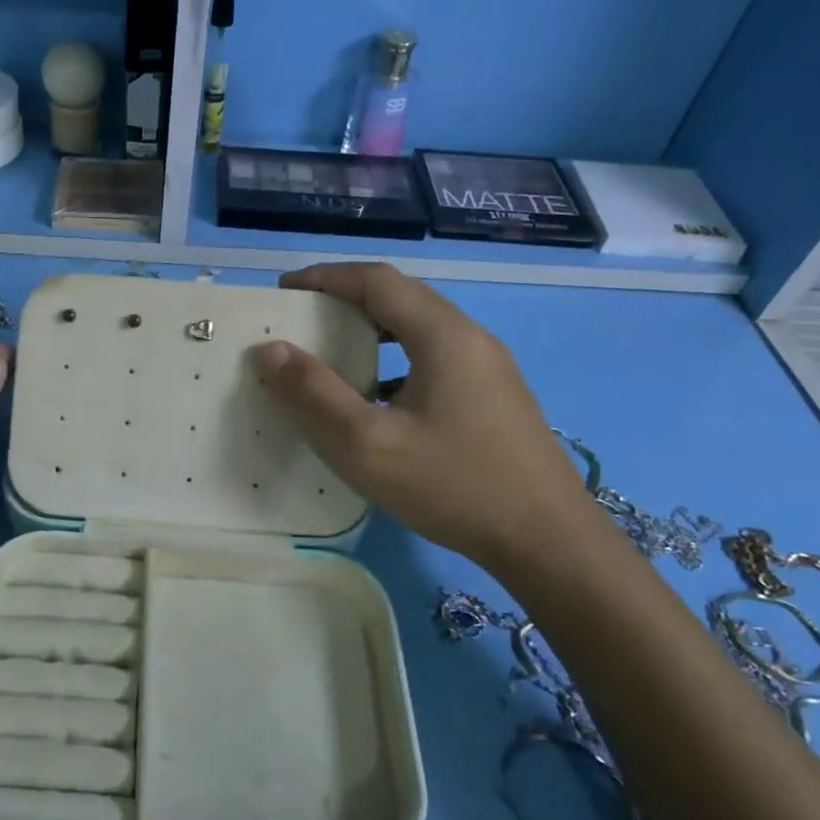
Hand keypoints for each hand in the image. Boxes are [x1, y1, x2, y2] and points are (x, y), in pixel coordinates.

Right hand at [254, 263, 594, 571]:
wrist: (548, 542)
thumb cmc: (453, 486)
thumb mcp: (368, 445)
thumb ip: (314, 394)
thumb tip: (270, 349)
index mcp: (444, 335)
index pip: (377, 281)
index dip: (325, 278)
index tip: (283, 291)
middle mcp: (470, 338)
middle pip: (401, 297)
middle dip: (345, 298)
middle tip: (301, 318)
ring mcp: (488, 367)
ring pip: (420, 327)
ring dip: (372, 327)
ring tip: (331, 349)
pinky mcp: (494, 396)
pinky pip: (434, 356)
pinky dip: (394, 357)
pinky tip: (377, 395)